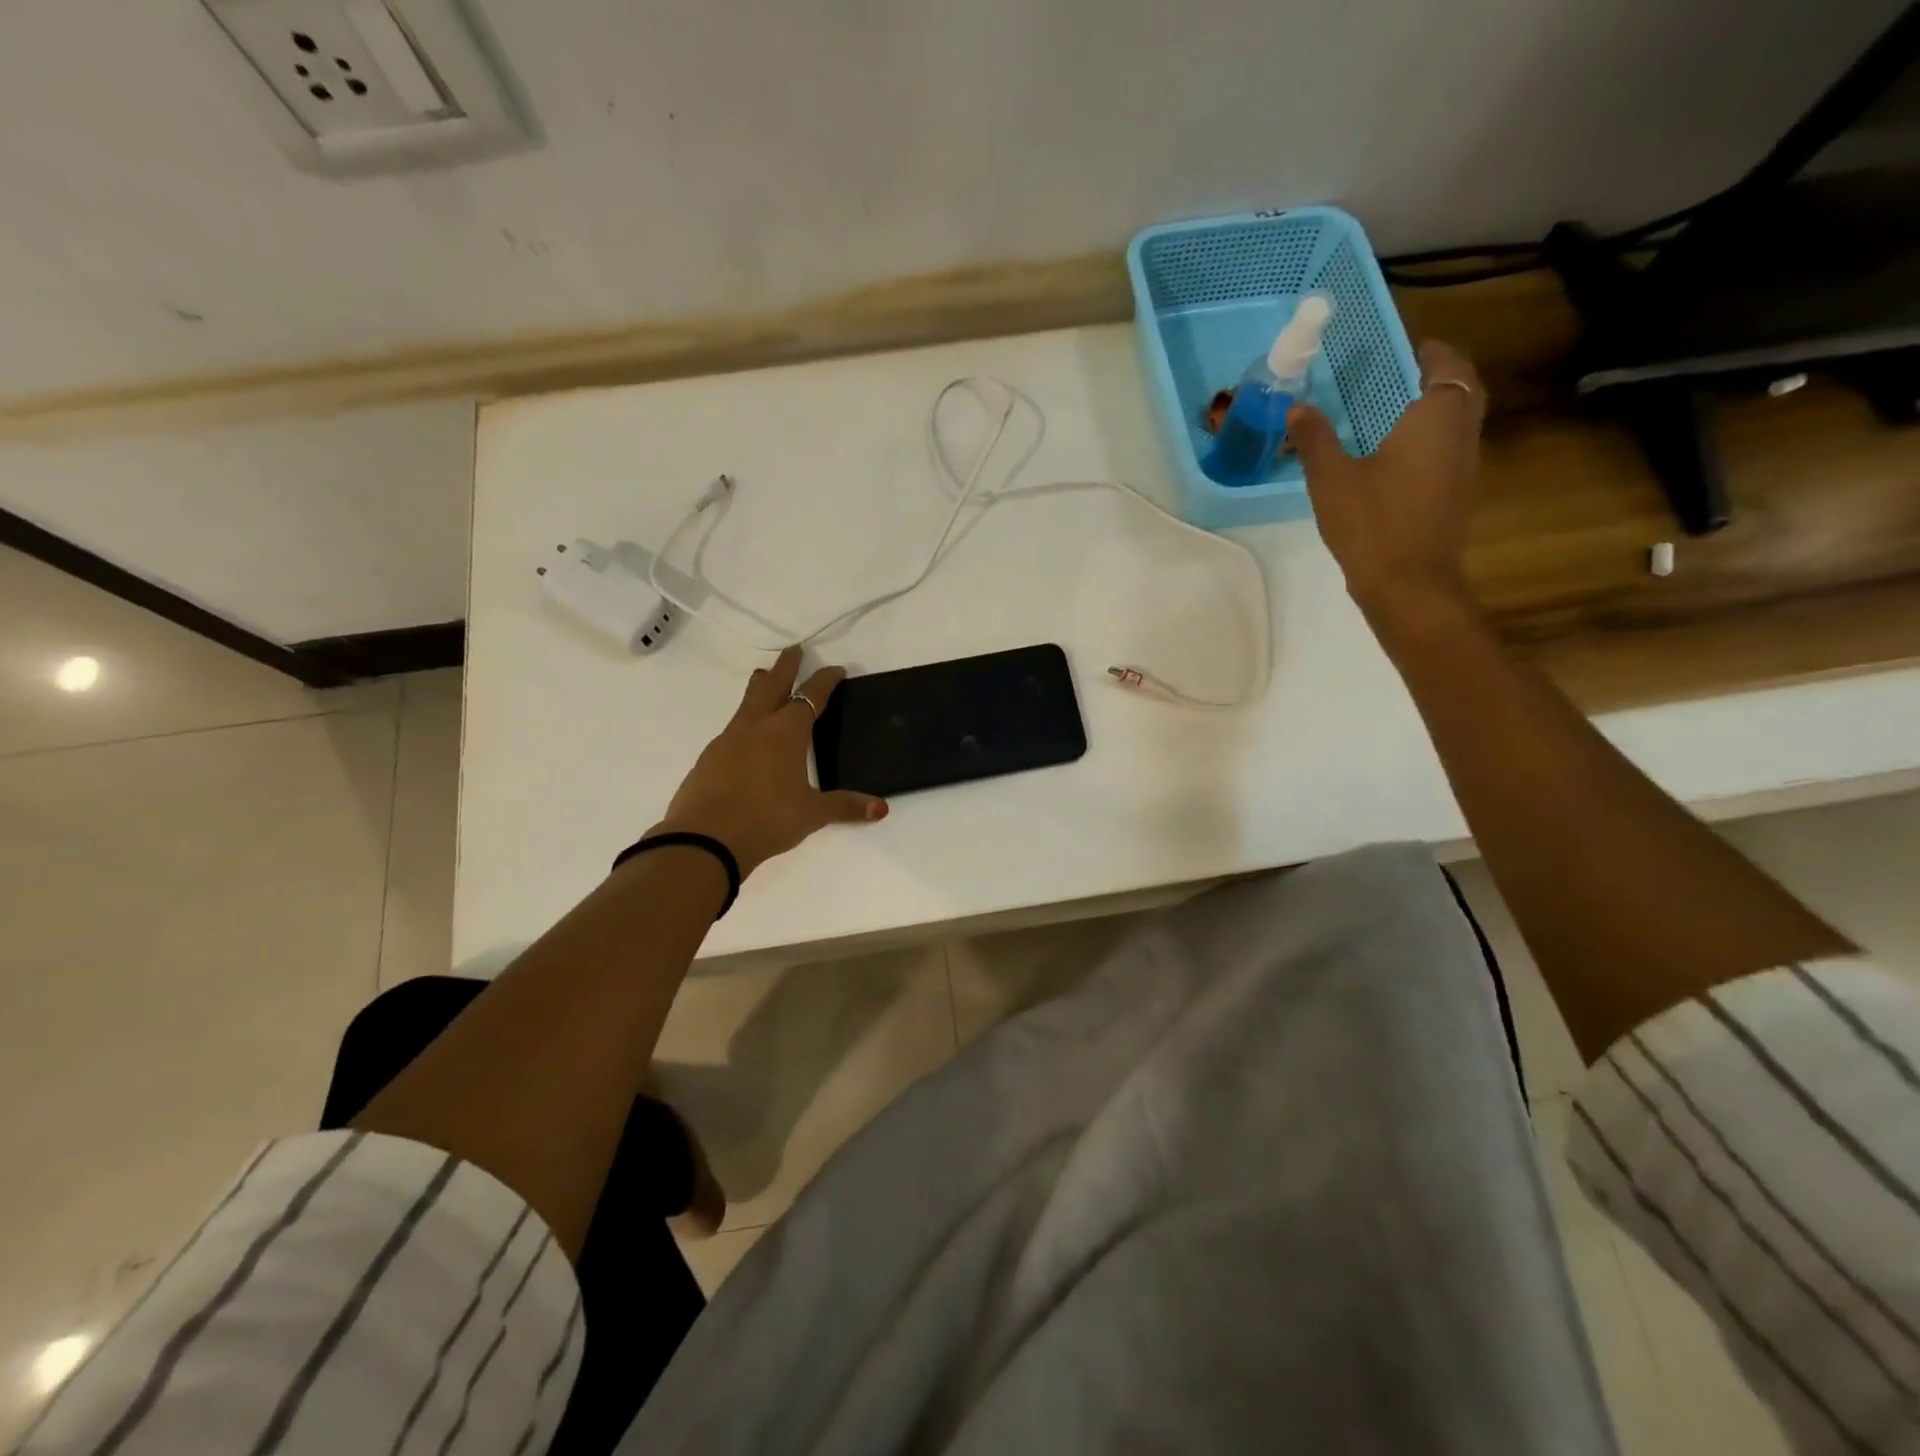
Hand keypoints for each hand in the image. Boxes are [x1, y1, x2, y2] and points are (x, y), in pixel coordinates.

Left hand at [652, 646, 886, 875]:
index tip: (835, 670)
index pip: (811, 697)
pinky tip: (746, 735)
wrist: (704, 838)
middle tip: (794, 650)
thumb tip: (880, 809)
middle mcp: (756, 727)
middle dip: (786, 667)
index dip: (825, 681)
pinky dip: (744, 721)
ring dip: (759, 688)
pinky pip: (732, 729)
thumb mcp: (811, 814)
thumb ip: (844, 807)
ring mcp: (728, 740)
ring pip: (747, 703)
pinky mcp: (709, 758)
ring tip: (763, 678)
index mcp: (786, 733)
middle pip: (773, 686)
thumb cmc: (767, 819)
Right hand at [1288, 340, 1487, 629]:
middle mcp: (1462, 432)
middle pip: (1460, 388)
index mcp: (1437, 417)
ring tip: (1388, 410)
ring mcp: (1465, 465)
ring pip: (1457, 420)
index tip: (1399, 348)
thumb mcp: (1331, 479)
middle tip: (1394, 375)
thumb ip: (1315, 439)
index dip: (1428, 350)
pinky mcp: (1457, 493)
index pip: (1446, 363)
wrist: (1409, 584)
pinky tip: (1392, 454)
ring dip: (1432, 407)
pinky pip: (1448, 448)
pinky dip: (1428, 438)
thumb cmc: (1372, 523)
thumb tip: (1298, 408)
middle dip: (1434, 375)